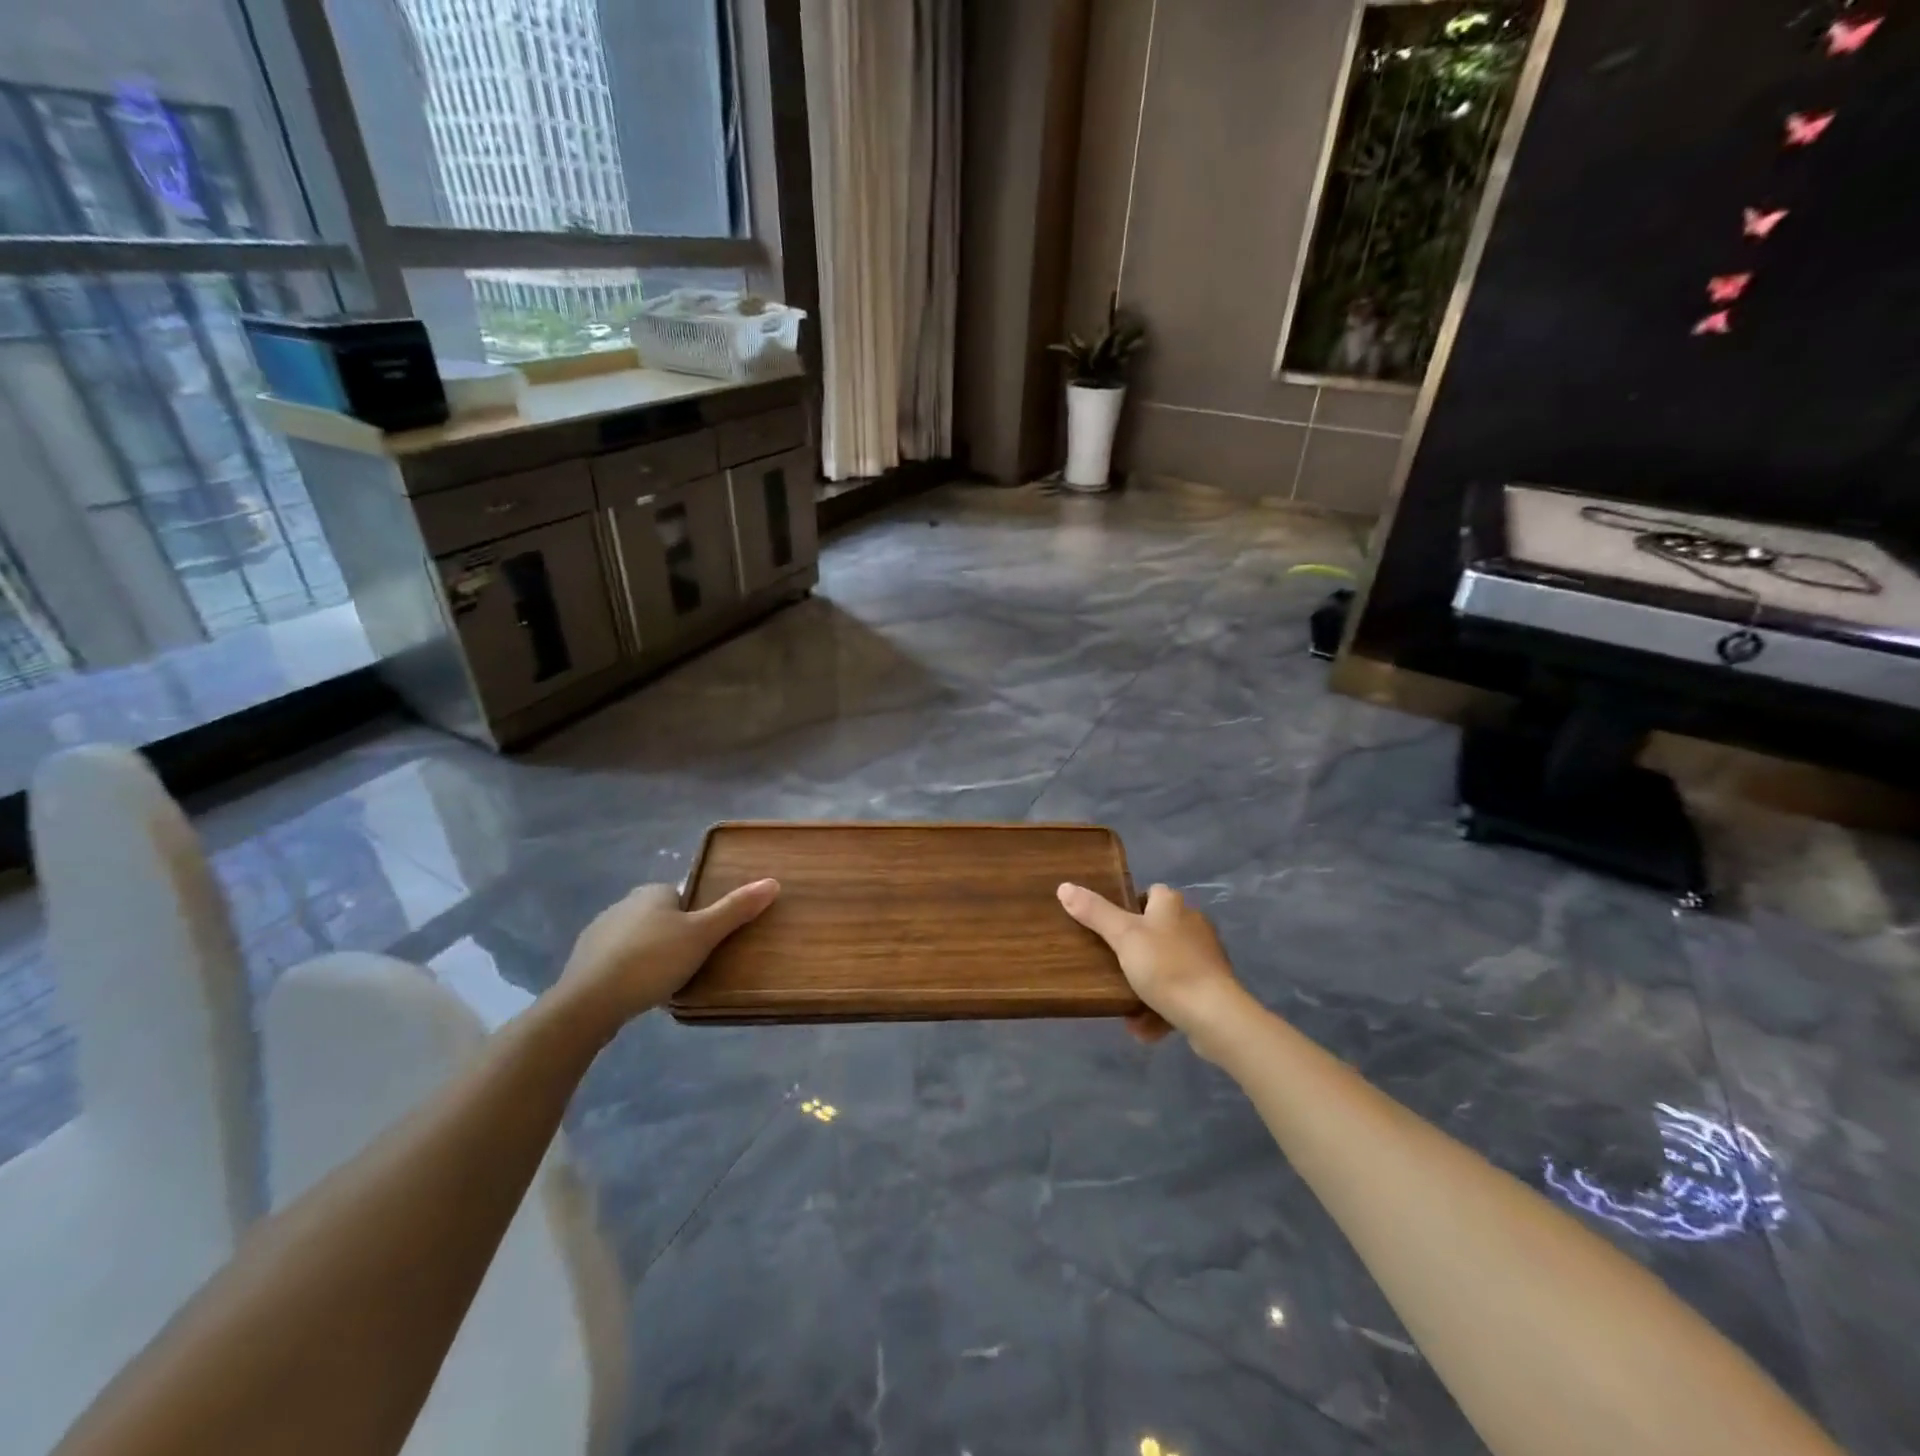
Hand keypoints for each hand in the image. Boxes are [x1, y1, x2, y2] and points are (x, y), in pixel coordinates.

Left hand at [557, 879, 779, 1028]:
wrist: (589, 1002)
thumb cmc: (653, 961)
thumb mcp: (703, 935)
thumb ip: (736, 909)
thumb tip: (773, 882)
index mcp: (653, 892)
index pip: (683, 897)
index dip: (696, 918)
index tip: (704, 943)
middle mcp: (623, 903)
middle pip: (660, 917)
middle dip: (673, 936)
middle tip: (690, 965)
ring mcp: (598, 932)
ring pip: (637, 938)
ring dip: (649, 955)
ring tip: (664, 982)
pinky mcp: (583, 960)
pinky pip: (615, 960)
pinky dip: (627, 972)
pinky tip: (636, 992)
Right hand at [1057, 882, 1251, 1056]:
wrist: (1213, 1015)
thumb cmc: (1165, 966)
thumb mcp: (1123, 936)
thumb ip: (1094, 912)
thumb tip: (1064, 886)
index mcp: (1173, 905)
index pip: (1151, 893)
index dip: (1131, 905)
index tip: (1112, 926)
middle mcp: (1193, 924)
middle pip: (1158, 929)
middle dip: (1136, 950)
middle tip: (1112, 965)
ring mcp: (1205, 957)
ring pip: (1168, 964)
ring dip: (1147, 983)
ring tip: (1124, 1002)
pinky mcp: (1213, 987)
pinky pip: (1179, 992)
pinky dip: (1161, 1007)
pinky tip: (1144, 1026)